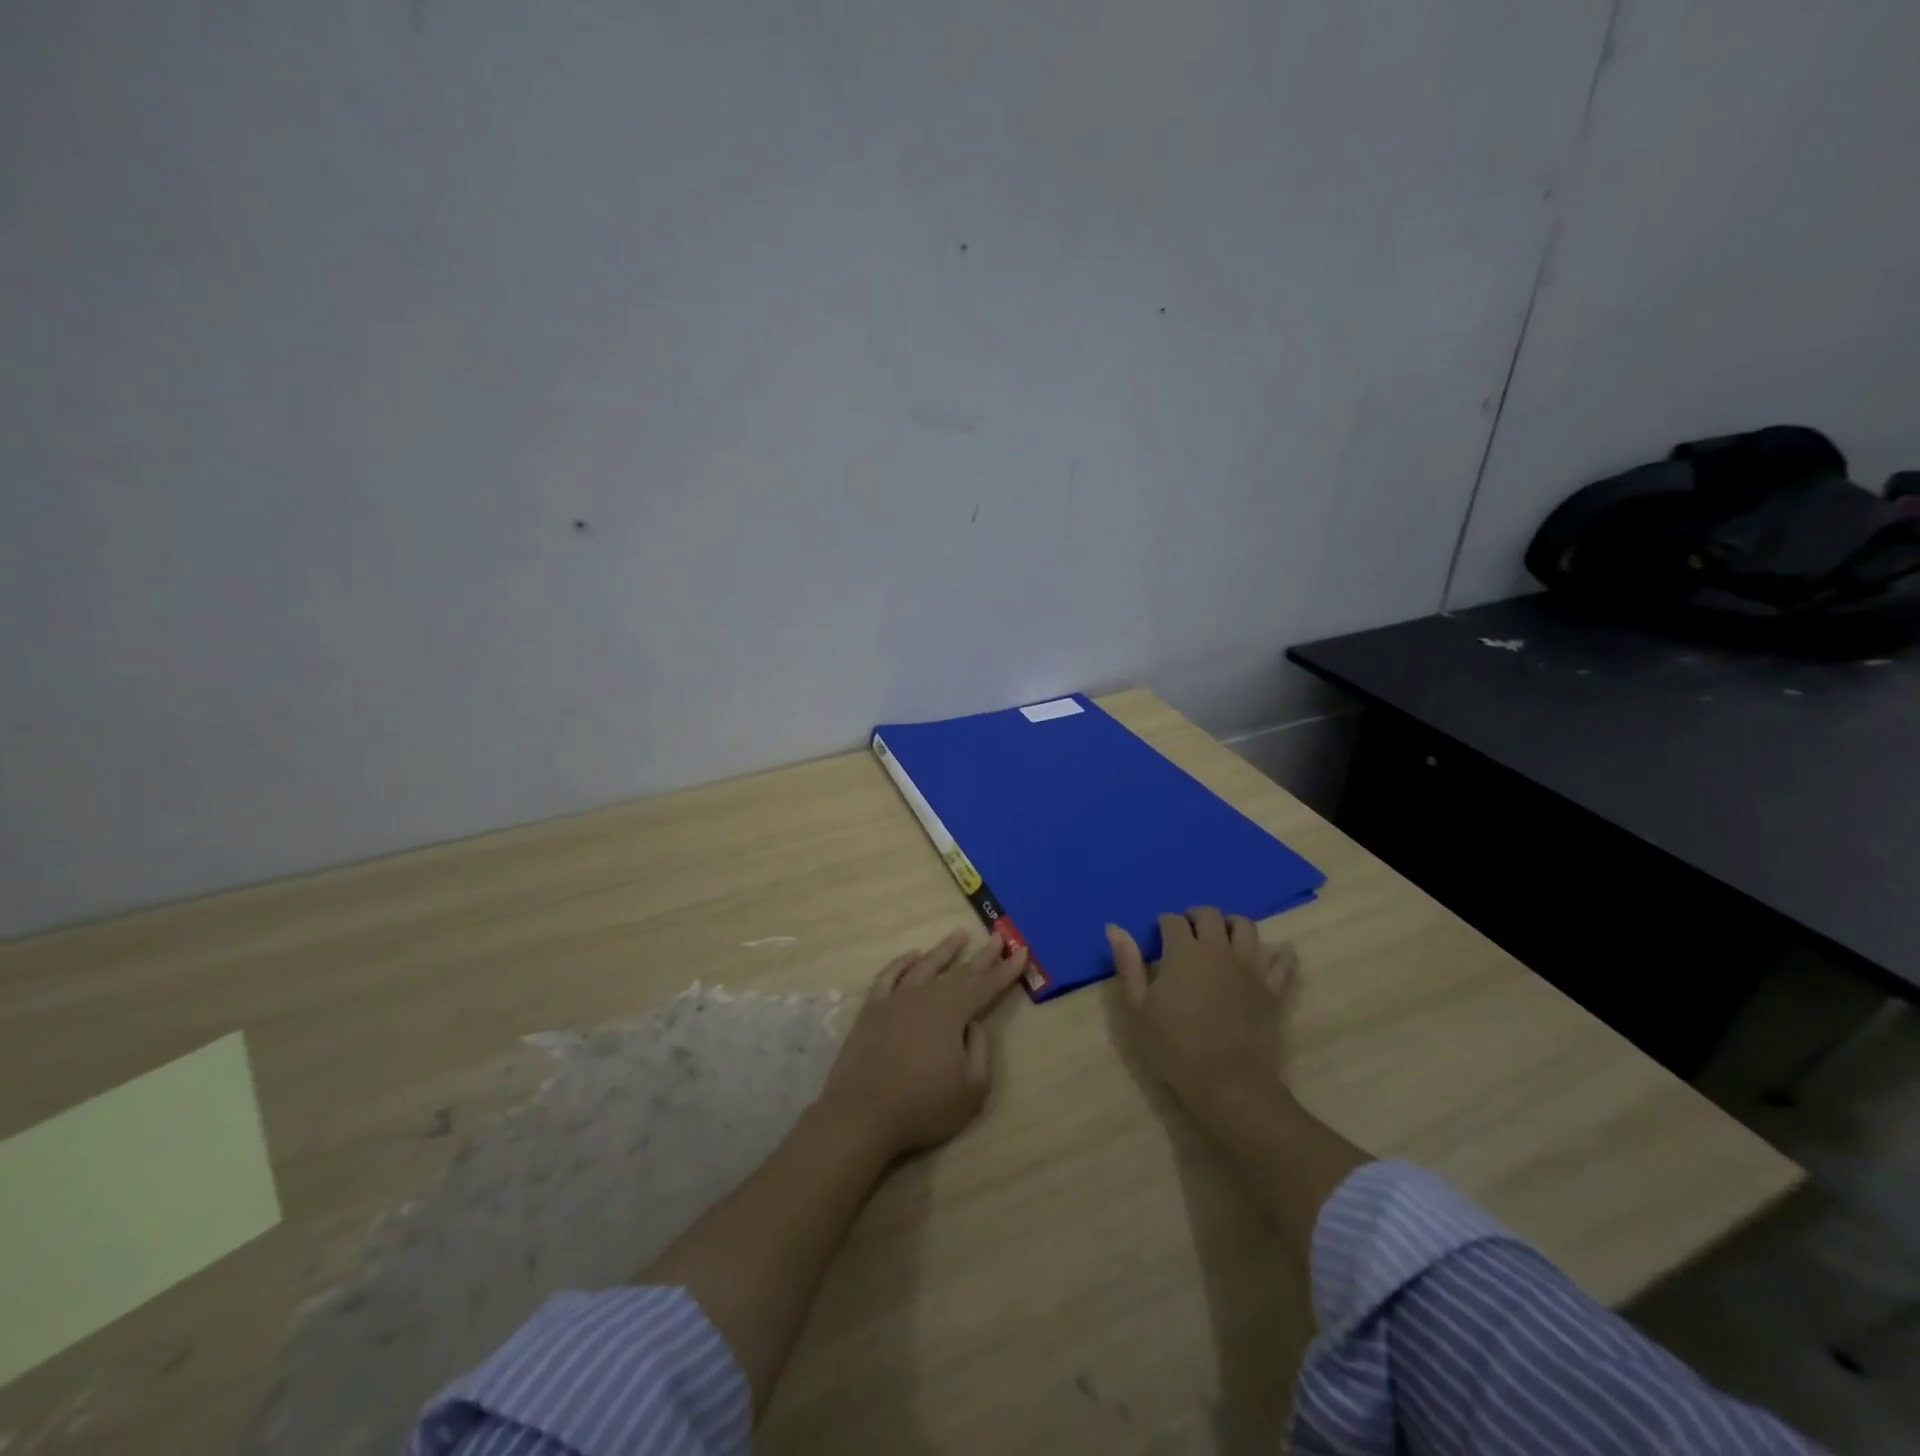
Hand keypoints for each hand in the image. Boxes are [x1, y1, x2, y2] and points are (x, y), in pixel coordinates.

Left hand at [819, 931, 1029, 1159]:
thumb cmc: (922, 1106)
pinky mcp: (872, 1008)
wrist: (862, 1114)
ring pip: (925, 965)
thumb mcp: (971, 1089)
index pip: (986, 986)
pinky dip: (903, 962)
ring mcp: (896, 999)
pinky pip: (890, 975)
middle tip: (997, 937)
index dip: (1006, 970)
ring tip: (959, 935)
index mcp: (953, 1012)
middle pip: (959, 972)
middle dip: (982, 956)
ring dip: (945, 950)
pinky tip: (913, 956)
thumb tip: (974, 1023)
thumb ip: (980, 1050)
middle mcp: (926, 996)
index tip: (1021, 951)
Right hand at [1107, 908, 1297, 1117]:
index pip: (1173, 920)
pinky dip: (1280, 953)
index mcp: (1183, 952)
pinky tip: (1273, 954)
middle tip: (1187, 932)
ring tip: (1223, 937)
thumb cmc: (1174, 1048)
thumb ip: (1128, 964)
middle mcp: (1218, 950)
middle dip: (1196, 916)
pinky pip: (1283, 961)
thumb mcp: (1138, 1008)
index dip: (1163, 924)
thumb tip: (1114, 926)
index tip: (1158, 938)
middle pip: (1210, 915)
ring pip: (1246, 927)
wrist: (1227, 1085)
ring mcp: (1250, 967)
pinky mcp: (1272, 989)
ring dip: (1232, 925)